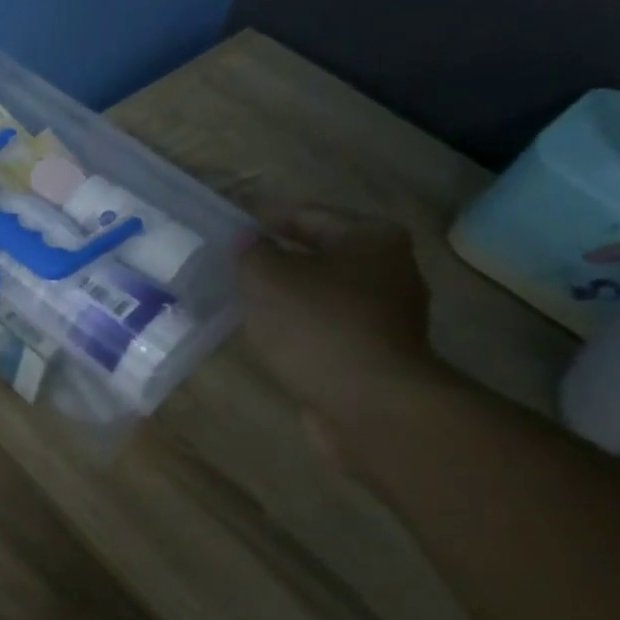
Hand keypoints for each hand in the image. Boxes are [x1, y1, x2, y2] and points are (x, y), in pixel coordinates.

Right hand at [239, 206, 441, 431]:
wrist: (369, 405)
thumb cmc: (317, 326)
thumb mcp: (265, 277)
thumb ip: (251, 252)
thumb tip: (250, 240)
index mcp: (371, 238)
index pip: (306, 214)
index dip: (264, 215)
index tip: (230, 218)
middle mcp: (389, 270)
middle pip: (319, 254)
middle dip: (277, 257)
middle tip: (232, 261)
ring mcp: (387, 317)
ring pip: (321, 295)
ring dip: (286, 296)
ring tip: (242, 299)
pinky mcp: (375, 355)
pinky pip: (324, 329)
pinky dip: (297, 328)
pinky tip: (268, 334)